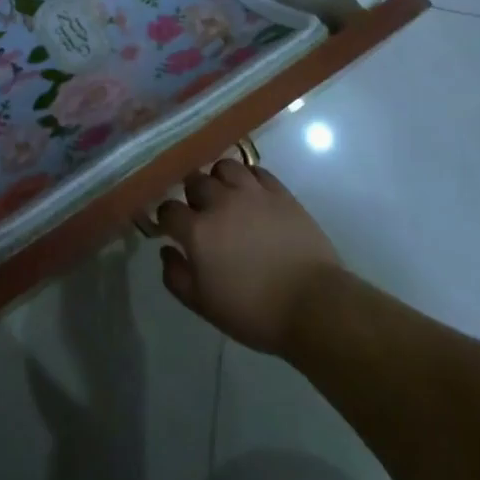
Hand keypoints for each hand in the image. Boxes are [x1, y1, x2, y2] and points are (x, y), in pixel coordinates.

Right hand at [155, 158, 343, 355]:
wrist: (313, 306)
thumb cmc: (255, 312)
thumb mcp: (205, 306)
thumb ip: (176, 276)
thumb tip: (166, 250)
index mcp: (198, 230)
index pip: (168, 209)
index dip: (166, 217)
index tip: (171, 227)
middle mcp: (220, 202)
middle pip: (195, 181)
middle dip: (191, 194)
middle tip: (199, 211)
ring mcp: (252, 193)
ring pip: (225, 166)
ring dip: (219, 179)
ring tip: (225, 194)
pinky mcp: (280, 193)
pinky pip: (256, 170)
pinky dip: (248, 178)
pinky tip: (251, 193)